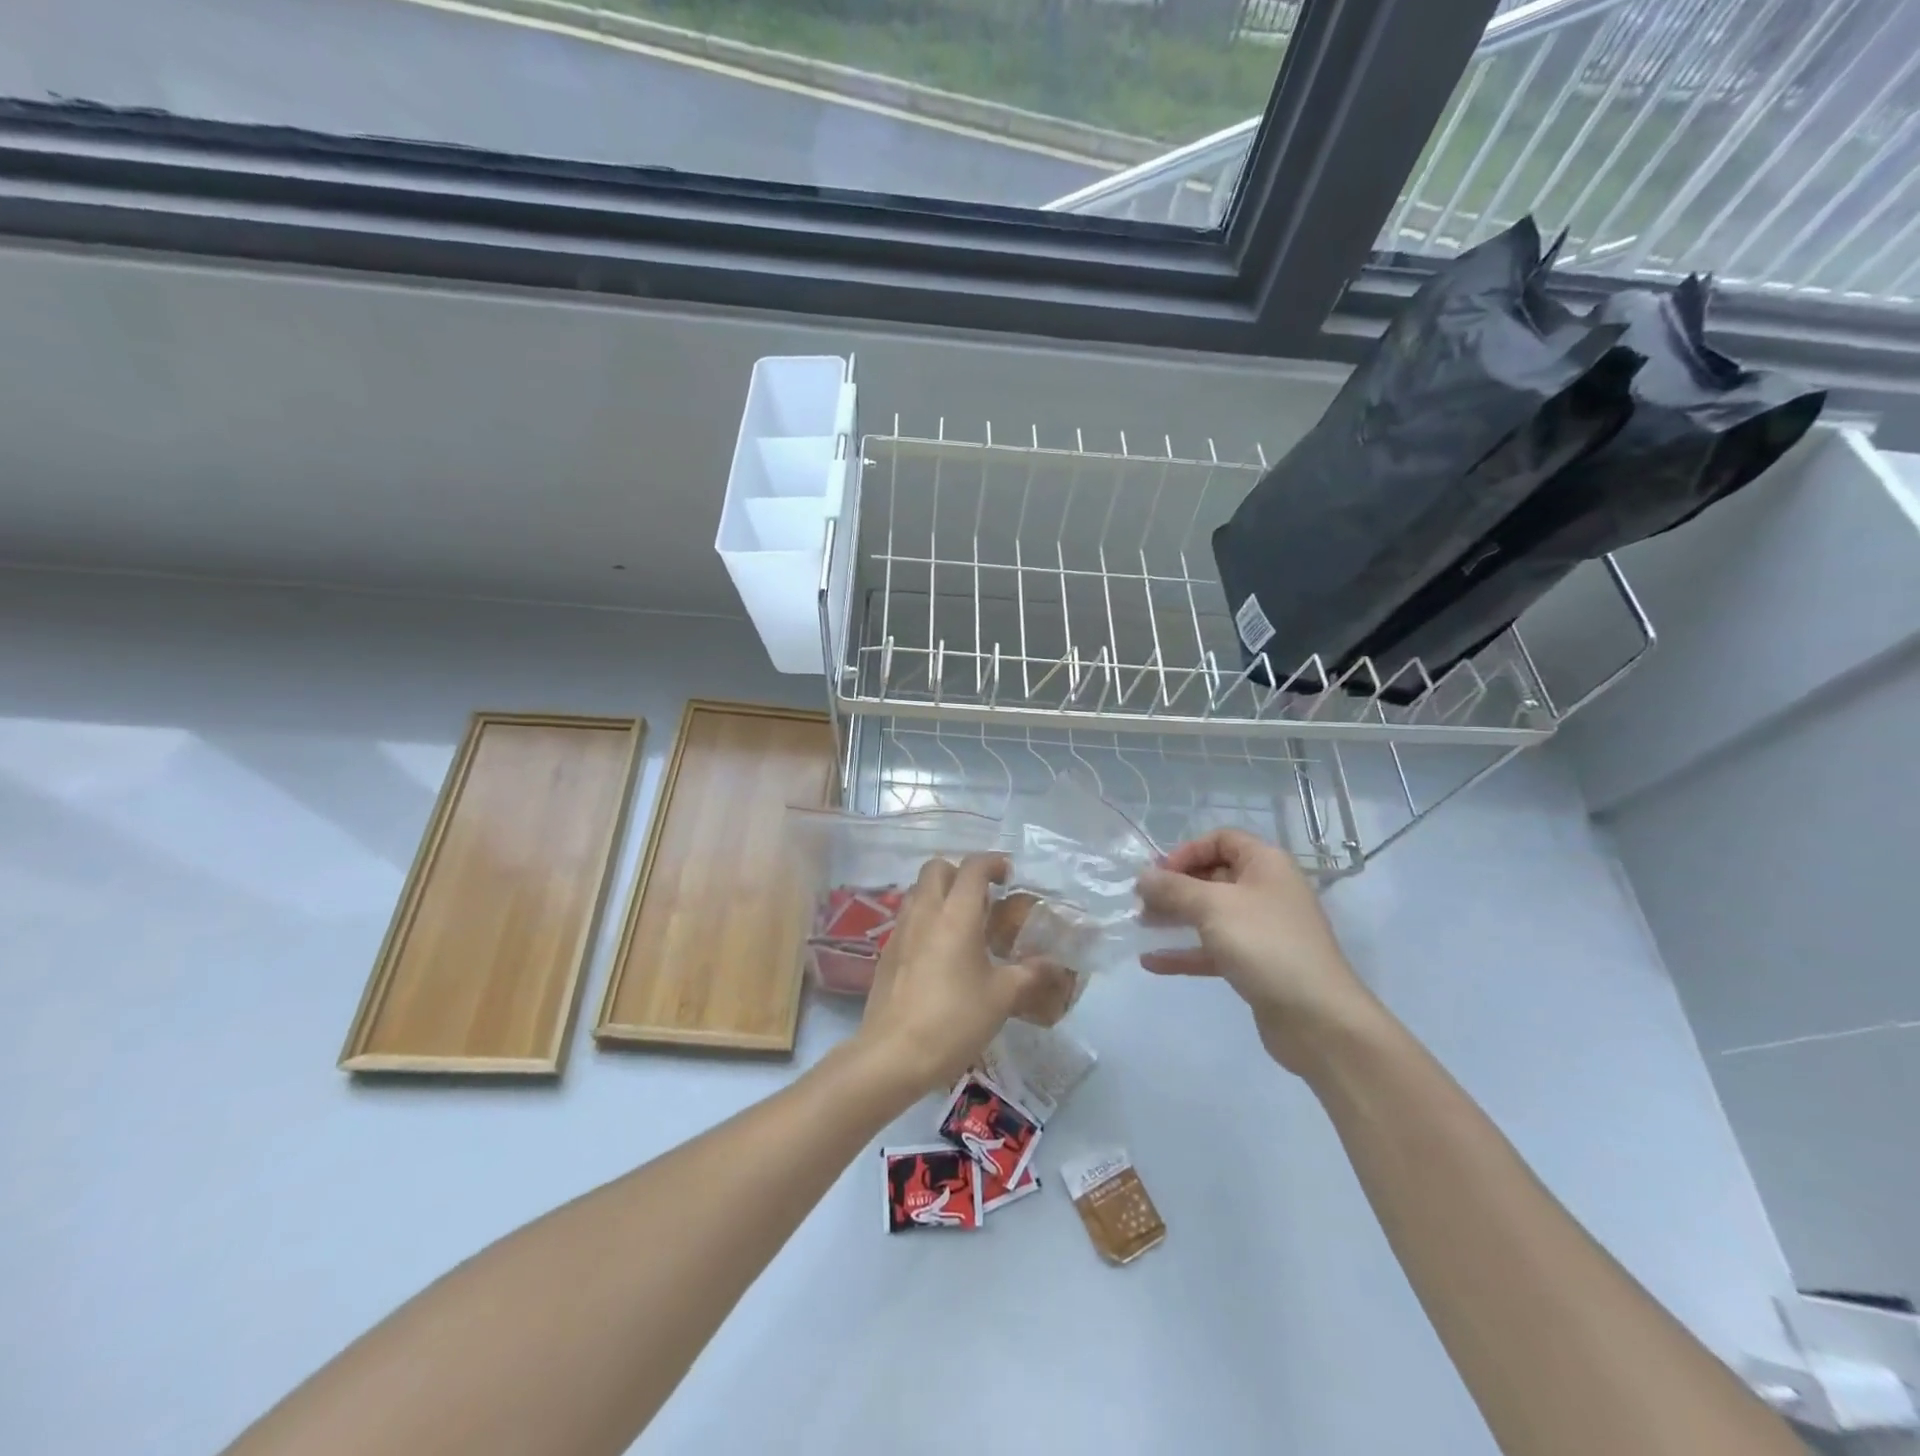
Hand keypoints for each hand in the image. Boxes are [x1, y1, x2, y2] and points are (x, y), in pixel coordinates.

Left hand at [855, 854, 1042, 1098]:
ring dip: (940, 894)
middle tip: (984, 897)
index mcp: (956, 914)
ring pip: (918, 891)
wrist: (893, 1054)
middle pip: (937, 868)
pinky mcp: (887, 952)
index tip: (1008, 875)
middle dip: (961, 872)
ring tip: (964, 923)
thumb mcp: (1001, 997)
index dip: (993, 862)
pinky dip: (926, 919)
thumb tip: (1054, 964)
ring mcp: (900, 931)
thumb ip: (1029, 974)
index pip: (973, 867)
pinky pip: (908, 918)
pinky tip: (941, 952)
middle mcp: (925, 912)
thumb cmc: (954, 1020)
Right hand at [1136, 829, 1381, 1075]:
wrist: (1318, 1019)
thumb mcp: (1213, 907)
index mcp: (1265, 864)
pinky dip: (1185, 952)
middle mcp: (1266, 890)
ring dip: (1175, 917)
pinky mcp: (1256, 964)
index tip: (1159, 874)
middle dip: (1175, 886)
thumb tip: (1143, 876)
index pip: (1221, 839)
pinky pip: (1214, 949)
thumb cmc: (1265, 945)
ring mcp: (1262, 929)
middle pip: (1213, 876)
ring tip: (1140, 926)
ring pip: (1211, 914)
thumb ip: (1173, 889)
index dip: (1187, 851)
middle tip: (1140, 902)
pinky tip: (1151, 962)